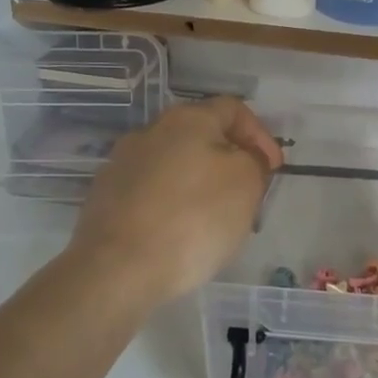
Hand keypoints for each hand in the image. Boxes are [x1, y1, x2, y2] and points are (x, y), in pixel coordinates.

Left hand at [71, 98, 282, 305]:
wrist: (117, 268)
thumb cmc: (193, 219)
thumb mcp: (245, 184)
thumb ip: (253, 162)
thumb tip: (245, 158)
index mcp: (186, 119)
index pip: (233, 109)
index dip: (260, 135)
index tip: (273, 169)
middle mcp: (149, 132)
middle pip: (200, 137)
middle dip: (228, 162)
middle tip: (247, 195)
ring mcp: (121, 165)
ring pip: (174, 167)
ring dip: (198, 185)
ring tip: (213, 221)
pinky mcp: (104, 199)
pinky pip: (150, 194)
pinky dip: (170, 207)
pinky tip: (178, 235)